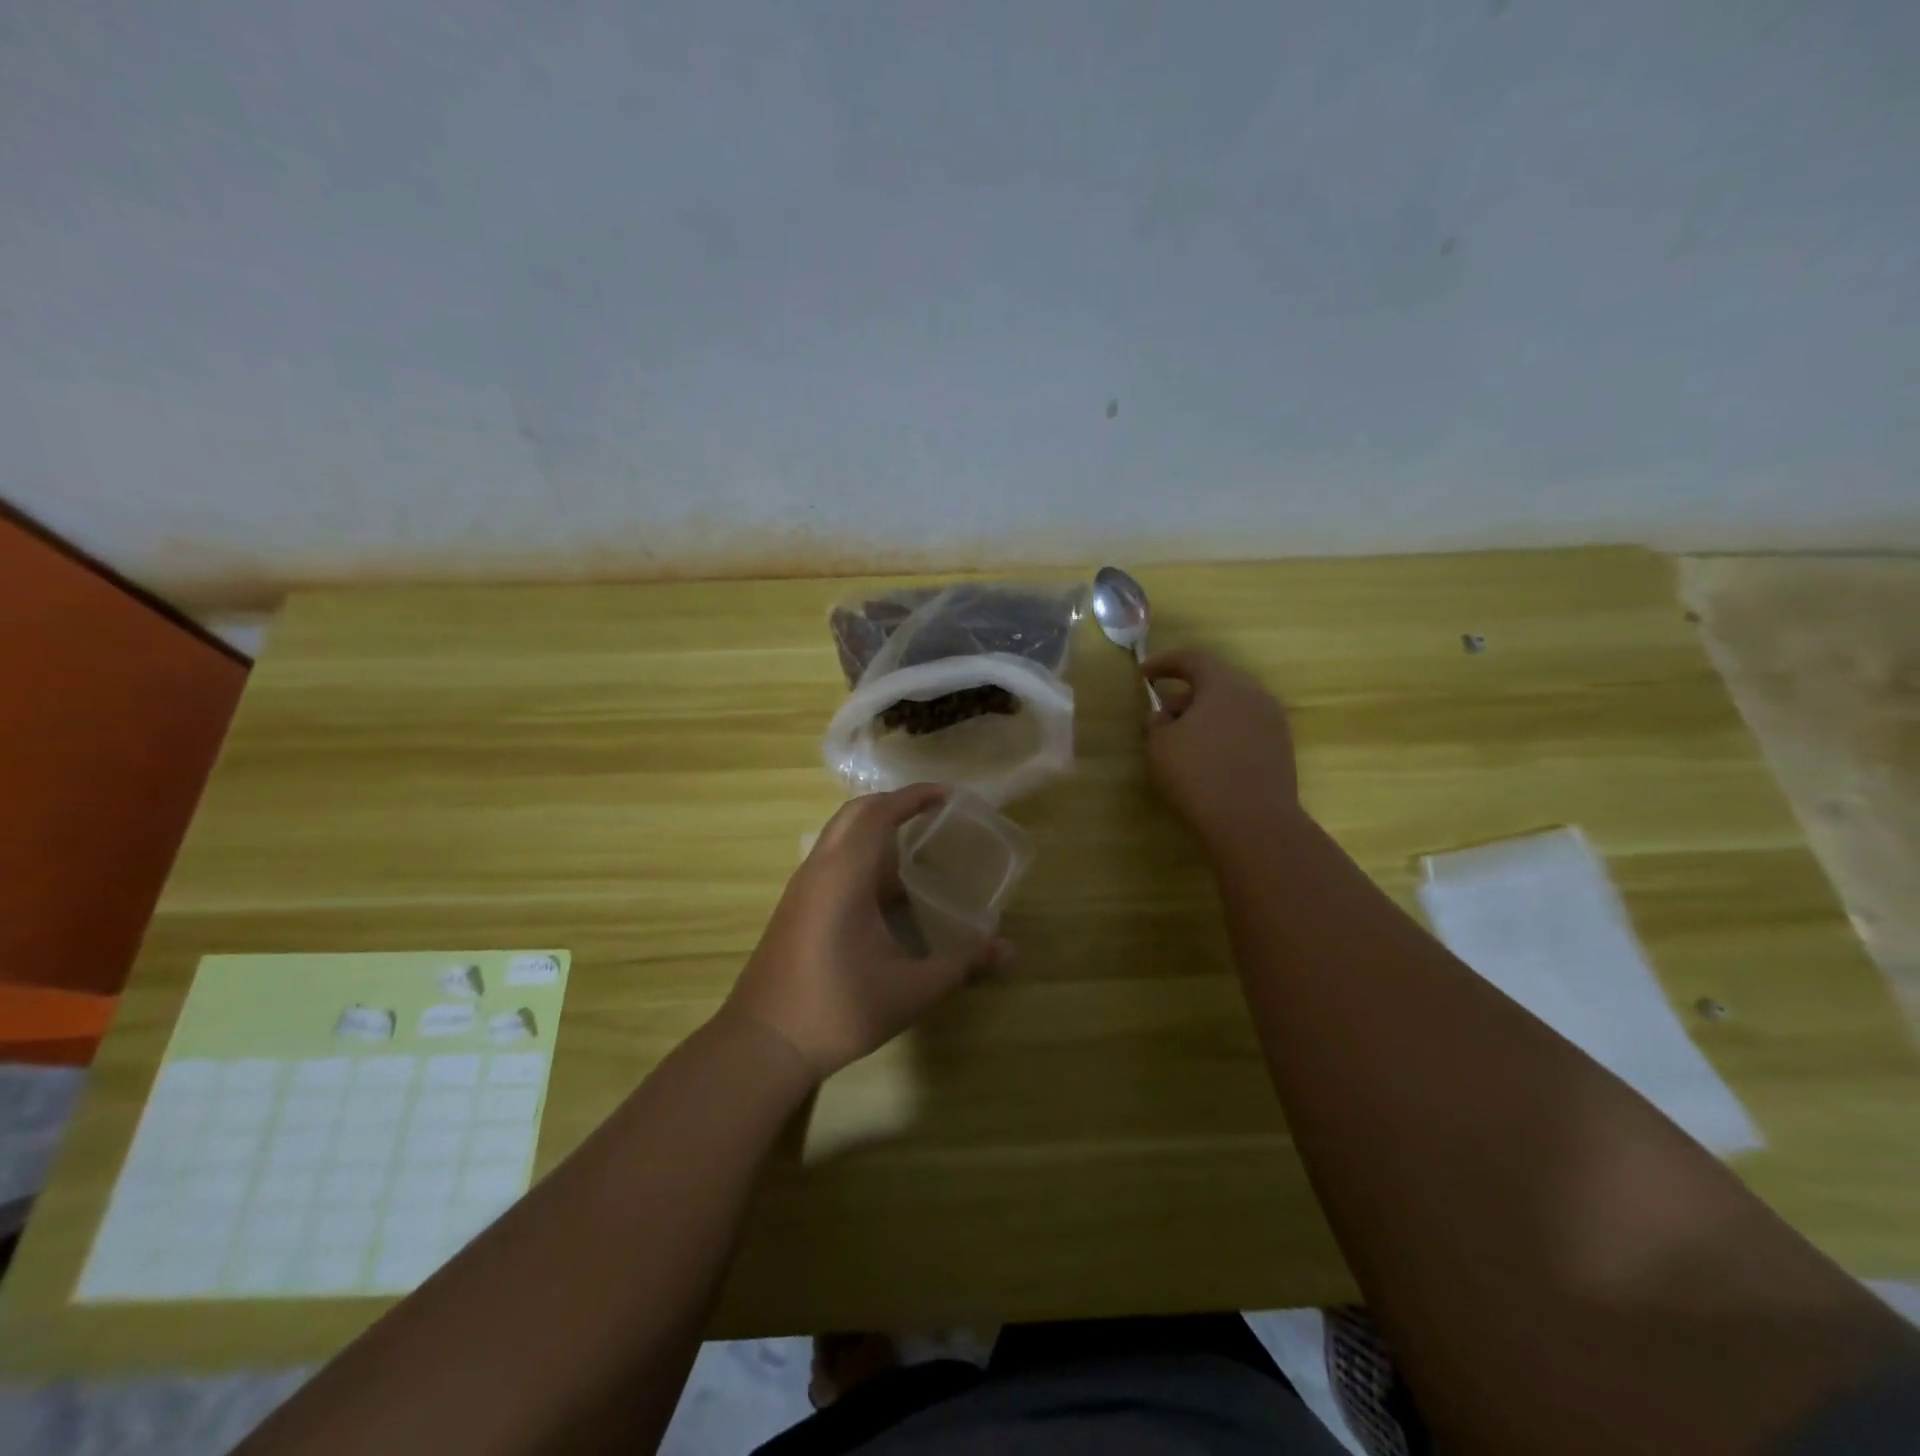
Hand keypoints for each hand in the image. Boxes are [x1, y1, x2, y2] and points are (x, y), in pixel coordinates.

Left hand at [724, 785, 1012, 1078]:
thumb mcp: (911, 990)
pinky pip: (831, 860)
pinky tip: (886, 891)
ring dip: (875, 829)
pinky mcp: (795, 906)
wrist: (763, 1044)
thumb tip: (1010, 951)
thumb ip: (962, 964)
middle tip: (934, 814)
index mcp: (844, 875)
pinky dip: (861, 855)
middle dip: (895, 804)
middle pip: (856, 813)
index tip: (949, 795)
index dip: (914, 796)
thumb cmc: (839, 1009)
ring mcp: (802, 887)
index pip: (879, 812)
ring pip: (839, 836)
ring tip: (916, 848)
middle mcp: (819, 869)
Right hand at [1141, 648, 1300, 849]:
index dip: (1164, 662)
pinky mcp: (1281, 750)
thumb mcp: (1160, 745)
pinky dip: (1223, 735)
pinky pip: (1245, 730)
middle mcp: (1254, 695)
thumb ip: (1158, 723)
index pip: (1192, 659)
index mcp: (1224, 684)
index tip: (1143, 673)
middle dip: (1185, 694)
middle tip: (1162, 714)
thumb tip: (1166, 715)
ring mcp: (1273, 723)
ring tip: (1183, 740)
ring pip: (1232, 708)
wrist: (1254, 822)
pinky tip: (1208, 759)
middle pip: (1215, 683)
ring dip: (1206, 716)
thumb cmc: (1198, 774)